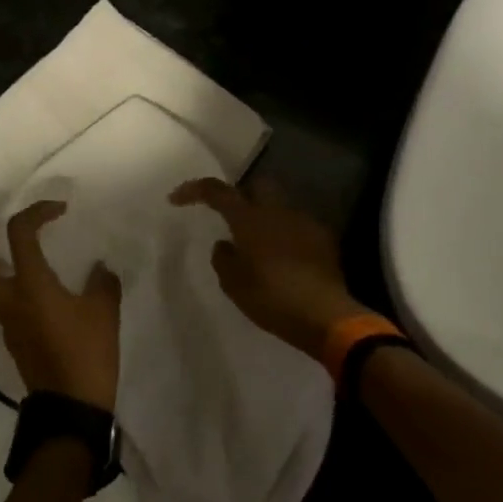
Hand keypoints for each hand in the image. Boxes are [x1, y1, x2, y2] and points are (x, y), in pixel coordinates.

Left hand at [0, 201, 121, 410]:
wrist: (70, 410)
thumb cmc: (87, 355)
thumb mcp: (104, 312)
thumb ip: (102, 282)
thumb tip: (98, 268)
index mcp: (30, 286)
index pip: (19, 234)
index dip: (36, 212)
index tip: (59, 211)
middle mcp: (8, 300)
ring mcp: (6, 321)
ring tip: (12, 247)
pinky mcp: (13, 336)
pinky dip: (6, 281)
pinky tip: (36, 282)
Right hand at [169, 177, 363, 361]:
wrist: (325, 315)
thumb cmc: (272, 299)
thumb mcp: (234, 284)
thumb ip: (223, 258)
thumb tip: (225, 244)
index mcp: (249, 218)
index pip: (217, 190)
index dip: (193, 190)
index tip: (176, 199)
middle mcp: (277, 211)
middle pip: (256, 186)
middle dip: (241, 195)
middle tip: (230, 218)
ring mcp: (303, 221)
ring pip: (279, 207)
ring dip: (266, 218)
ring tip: (259, 245)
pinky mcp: (323, 238)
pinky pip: (298, 227)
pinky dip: (286, 235)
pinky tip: (285, 259)